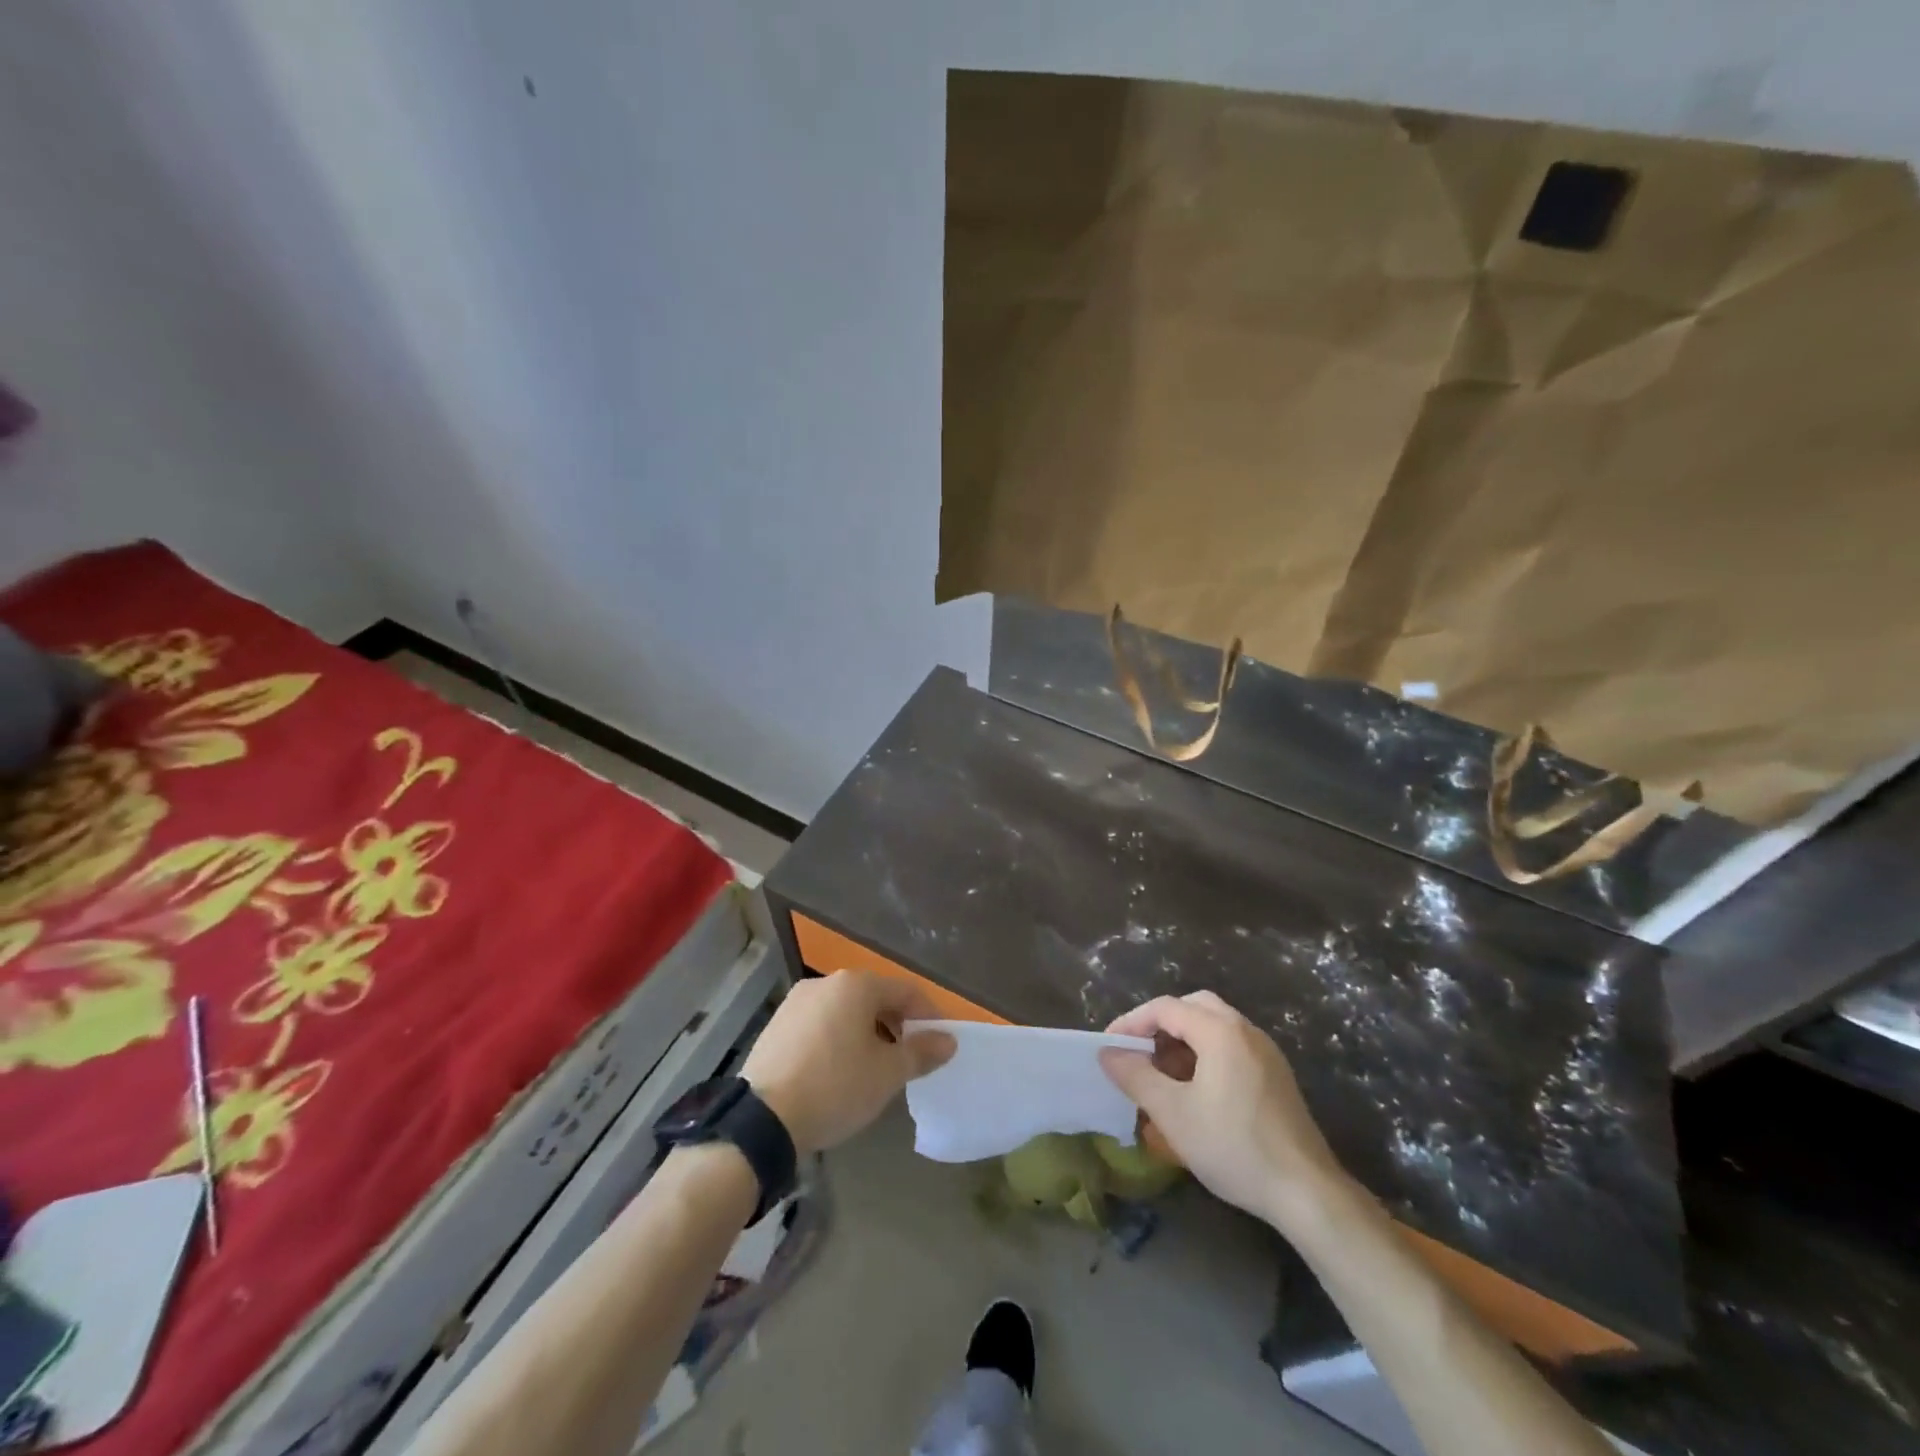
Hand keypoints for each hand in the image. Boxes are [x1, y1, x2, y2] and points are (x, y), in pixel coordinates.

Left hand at [742, 972, 955, 1154]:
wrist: (761, 1119)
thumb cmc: (835, 1087)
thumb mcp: (887, 1074)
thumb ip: (921, 1052)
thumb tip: (949, 1041)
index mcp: (856, 985)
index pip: (906, 992)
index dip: (929, 1016)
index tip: (940, 1044)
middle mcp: (826, 982)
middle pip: (875, 998)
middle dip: (897, 1025)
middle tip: (909, 1060)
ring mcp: (797, 1002)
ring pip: (846, 1011)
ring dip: (867, 1033)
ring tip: (874, 1069)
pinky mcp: (777, 1024)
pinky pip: (821, 1024)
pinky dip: (838, 1040)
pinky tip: (838, 1072)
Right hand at [1099, 991, 1349, 1232]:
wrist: (1307, 1192)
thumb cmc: (1233, 1146)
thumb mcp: (1173, 1113)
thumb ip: (1135, 1076)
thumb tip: (1107, 1052)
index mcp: (1220, 1031)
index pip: (1165, 1008)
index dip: (1132, 1022)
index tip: (1109, 1046)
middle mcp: (1245, 1030)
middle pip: (1193, 1007)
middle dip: (1160, 1024)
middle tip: (1139, 1052)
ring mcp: (1266, 1052)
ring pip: (1215, 1026)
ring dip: (1184, 1040)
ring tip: (1162, 1074)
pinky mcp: (1276, 1075)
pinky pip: (1232, 1047)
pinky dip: (1206, 1054)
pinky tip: (1196, 1091)